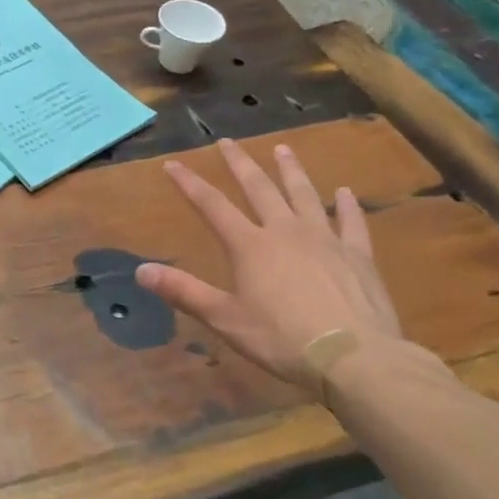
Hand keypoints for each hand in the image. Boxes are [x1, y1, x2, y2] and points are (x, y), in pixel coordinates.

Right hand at [136, 139, 404, 389]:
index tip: (173, 163)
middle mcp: (285, 231)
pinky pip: (350, 222)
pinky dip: (346, 206)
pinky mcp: (357, 255)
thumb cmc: (282, 339)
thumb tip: (140, 270)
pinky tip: (344, 192)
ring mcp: (325, 240)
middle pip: (259, 188)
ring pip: (304, 195)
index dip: (190, 183)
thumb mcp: (224, 319)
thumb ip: (183, 291)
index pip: (212, 205)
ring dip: (291, 170)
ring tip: (283, 149)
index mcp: (250, 246)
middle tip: (228, 141)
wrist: (354, 357)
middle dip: (240, 164)